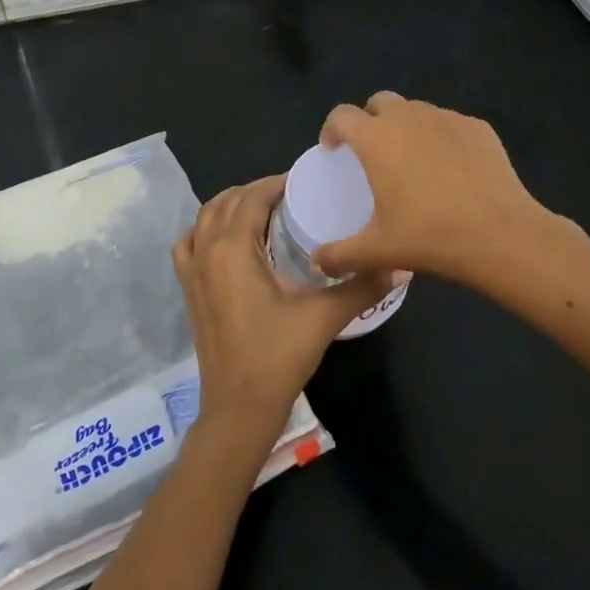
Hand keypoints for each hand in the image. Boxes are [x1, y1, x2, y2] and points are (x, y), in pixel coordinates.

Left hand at [173, 175, 403, 439]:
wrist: (238, 407)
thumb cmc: (278, 356)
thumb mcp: (323, 317)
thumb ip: (361, 286)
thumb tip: (402, 265)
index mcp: (233, 248)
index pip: (253, 197)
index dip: (276, 183)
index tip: (303, 181)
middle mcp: (206, 251)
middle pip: (227, 202)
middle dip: (256, 191)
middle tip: (290, 195)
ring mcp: (192, 271)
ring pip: (204, 218)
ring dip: (230, 205)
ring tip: (262, 210)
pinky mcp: (188, 290)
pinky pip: (189, 244)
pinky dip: (205, 229)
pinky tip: (225, 239)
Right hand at [313, 92, 553, 286]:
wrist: (501, 235)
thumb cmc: (429, 236)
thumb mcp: (378, 251)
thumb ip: (340, 255)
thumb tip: (318, 263)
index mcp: (376, 139)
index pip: (342, 115)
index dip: (331, 128)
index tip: (333, 149)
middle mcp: (408, 118)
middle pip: (380, 102)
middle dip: (370, 119)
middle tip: (373, 152)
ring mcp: (447, 119)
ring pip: (417, 111)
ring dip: (407, 126)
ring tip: (413, 160)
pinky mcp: (478, 128)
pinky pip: (450, 124)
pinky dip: (441, 138)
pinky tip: (451, 169)